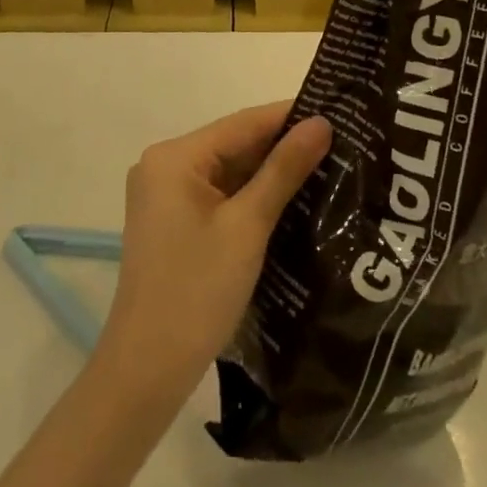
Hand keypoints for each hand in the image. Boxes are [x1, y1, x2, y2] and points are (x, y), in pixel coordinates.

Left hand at [95, 102, 331, 413]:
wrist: (146, 374)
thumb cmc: (197, 292)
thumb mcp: (248, 226)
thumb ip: (284, 169)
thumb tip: (322, 123)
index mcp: (174, 157)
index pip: (244, 123)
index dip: (291, 116)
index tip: (338, 112)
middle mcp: (165, 166)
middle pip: (235, 145)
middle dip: (284, 146)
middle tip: (340, 143)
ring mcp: (166, 196)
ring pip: (230, 171)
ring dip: (271, 173)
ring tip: (328, 166)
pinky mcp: (173, 223)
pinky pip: (220, 195)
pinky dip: (252, 196)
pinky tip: (292, 199)